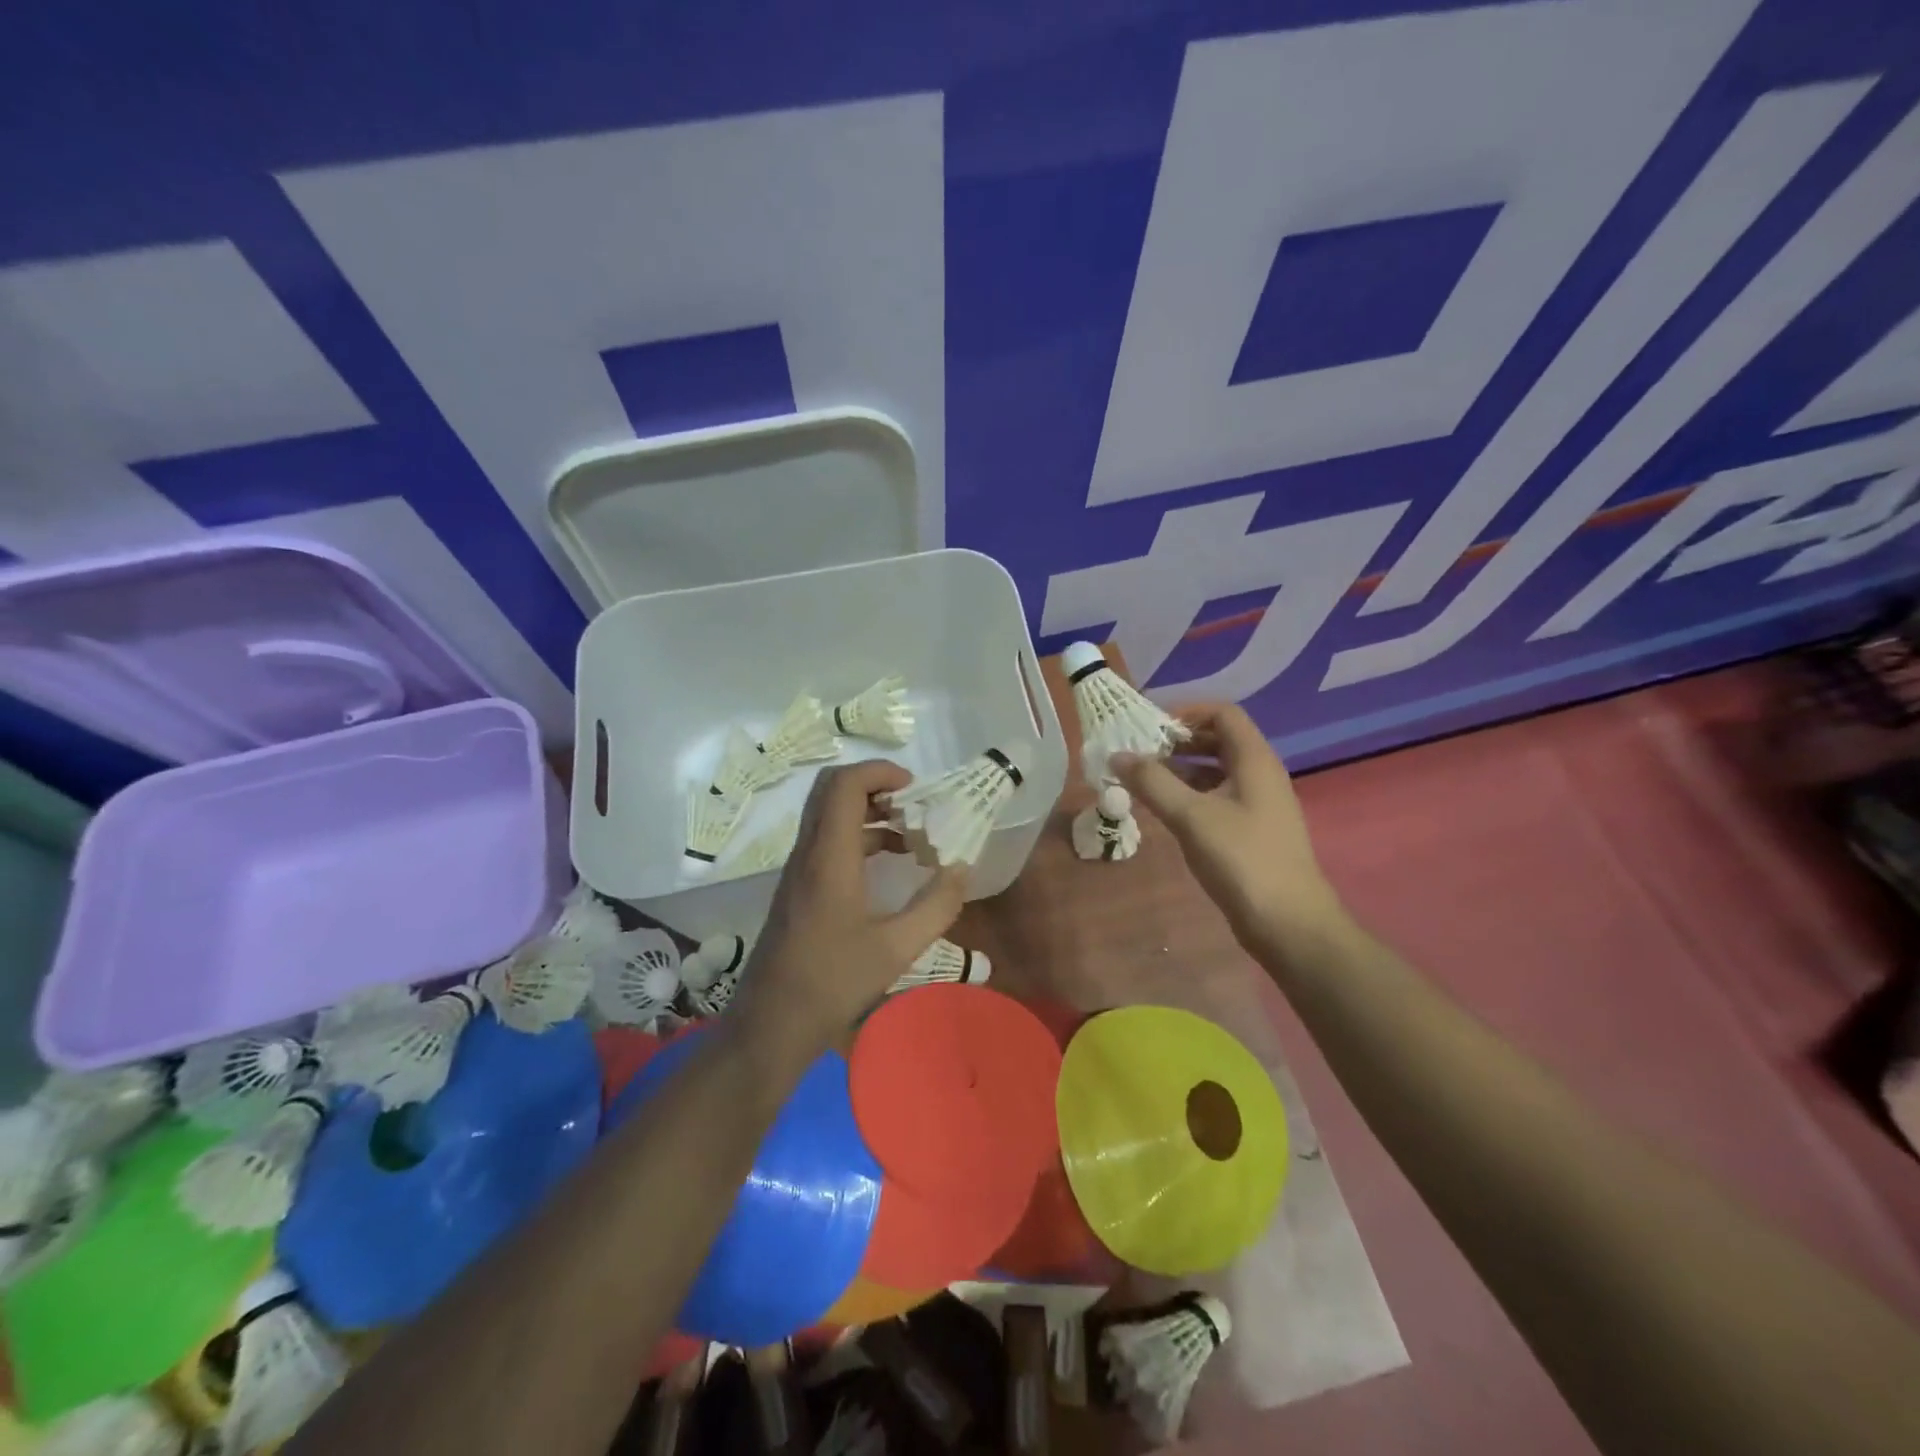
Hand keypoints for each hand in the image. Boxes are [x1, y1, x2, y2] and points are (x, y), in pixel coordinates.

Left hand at [727, 760, 965, 1066]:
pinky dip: (859, 836)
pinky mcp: (799, 887)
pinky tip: (890, 864)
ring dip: (869, 812)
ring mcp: (799, 870)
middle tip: (913, 803)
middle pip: (831, 790)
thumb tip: (962, 869)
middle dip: (874, 785)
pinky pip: (828, 841)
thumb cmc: (832, 983)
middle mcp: (808, 853)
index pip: (844, 785)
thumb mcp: (896, 949)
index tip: (915, 787)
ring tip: (911, 834)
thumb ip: (937, 906)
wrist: (771, 1024)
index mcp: (829, 858)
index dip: (879, 771)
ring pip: (829, 815)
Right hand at [1114, 702, 1344, 949]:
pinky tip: (1165, 810)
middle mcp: (1261, 775)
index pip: (1223, 714)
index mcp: (1254, 760)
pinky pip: (1218, 797)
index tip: (1150, 728)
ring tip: (1143, 781)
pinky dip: (1191, 795)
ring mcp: (1259, 804)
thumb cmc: (1241, 859)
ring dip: (1181, 770)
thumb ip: (1152, 782)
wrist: (1288, 923)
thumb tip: (1118, 755)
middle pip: (1219, 740)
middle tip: (1140, 754)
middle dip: (1178, 742)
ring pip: (1216, 771)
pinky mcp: (1252, 830)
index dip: (1187, 712)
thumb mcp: (1191, 816)